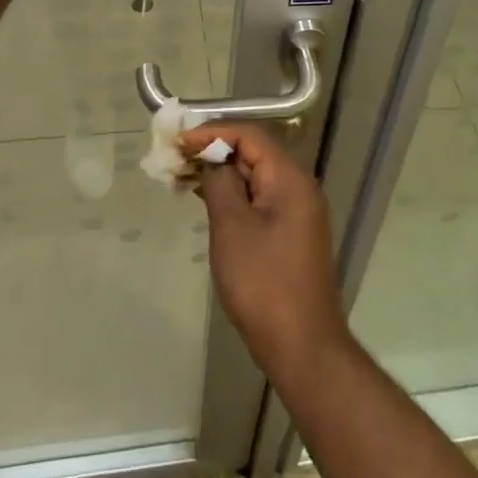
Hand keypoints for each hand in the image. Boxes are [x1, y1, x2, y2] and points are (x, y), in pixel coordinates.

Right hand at [187, 124, 349, 381]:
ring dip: (221, 174)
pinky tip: (206, 200)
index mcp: (290, 178)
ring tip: (182, 177)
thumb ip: (220, 184)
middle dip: (214, 151)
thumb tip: (213, 160)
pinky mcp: (290, 233)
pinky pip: (259, 199)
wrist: (302, 344)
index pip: (250, 135)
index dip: (212, 132)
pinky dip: (233, 195)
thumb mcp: (232, 228)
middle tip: (175, 159)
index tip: (178, 141)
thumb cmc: (263, 283)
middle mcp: (299, 187)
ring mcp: (297, 211)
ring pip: (255, 177)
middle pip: (254, 153)